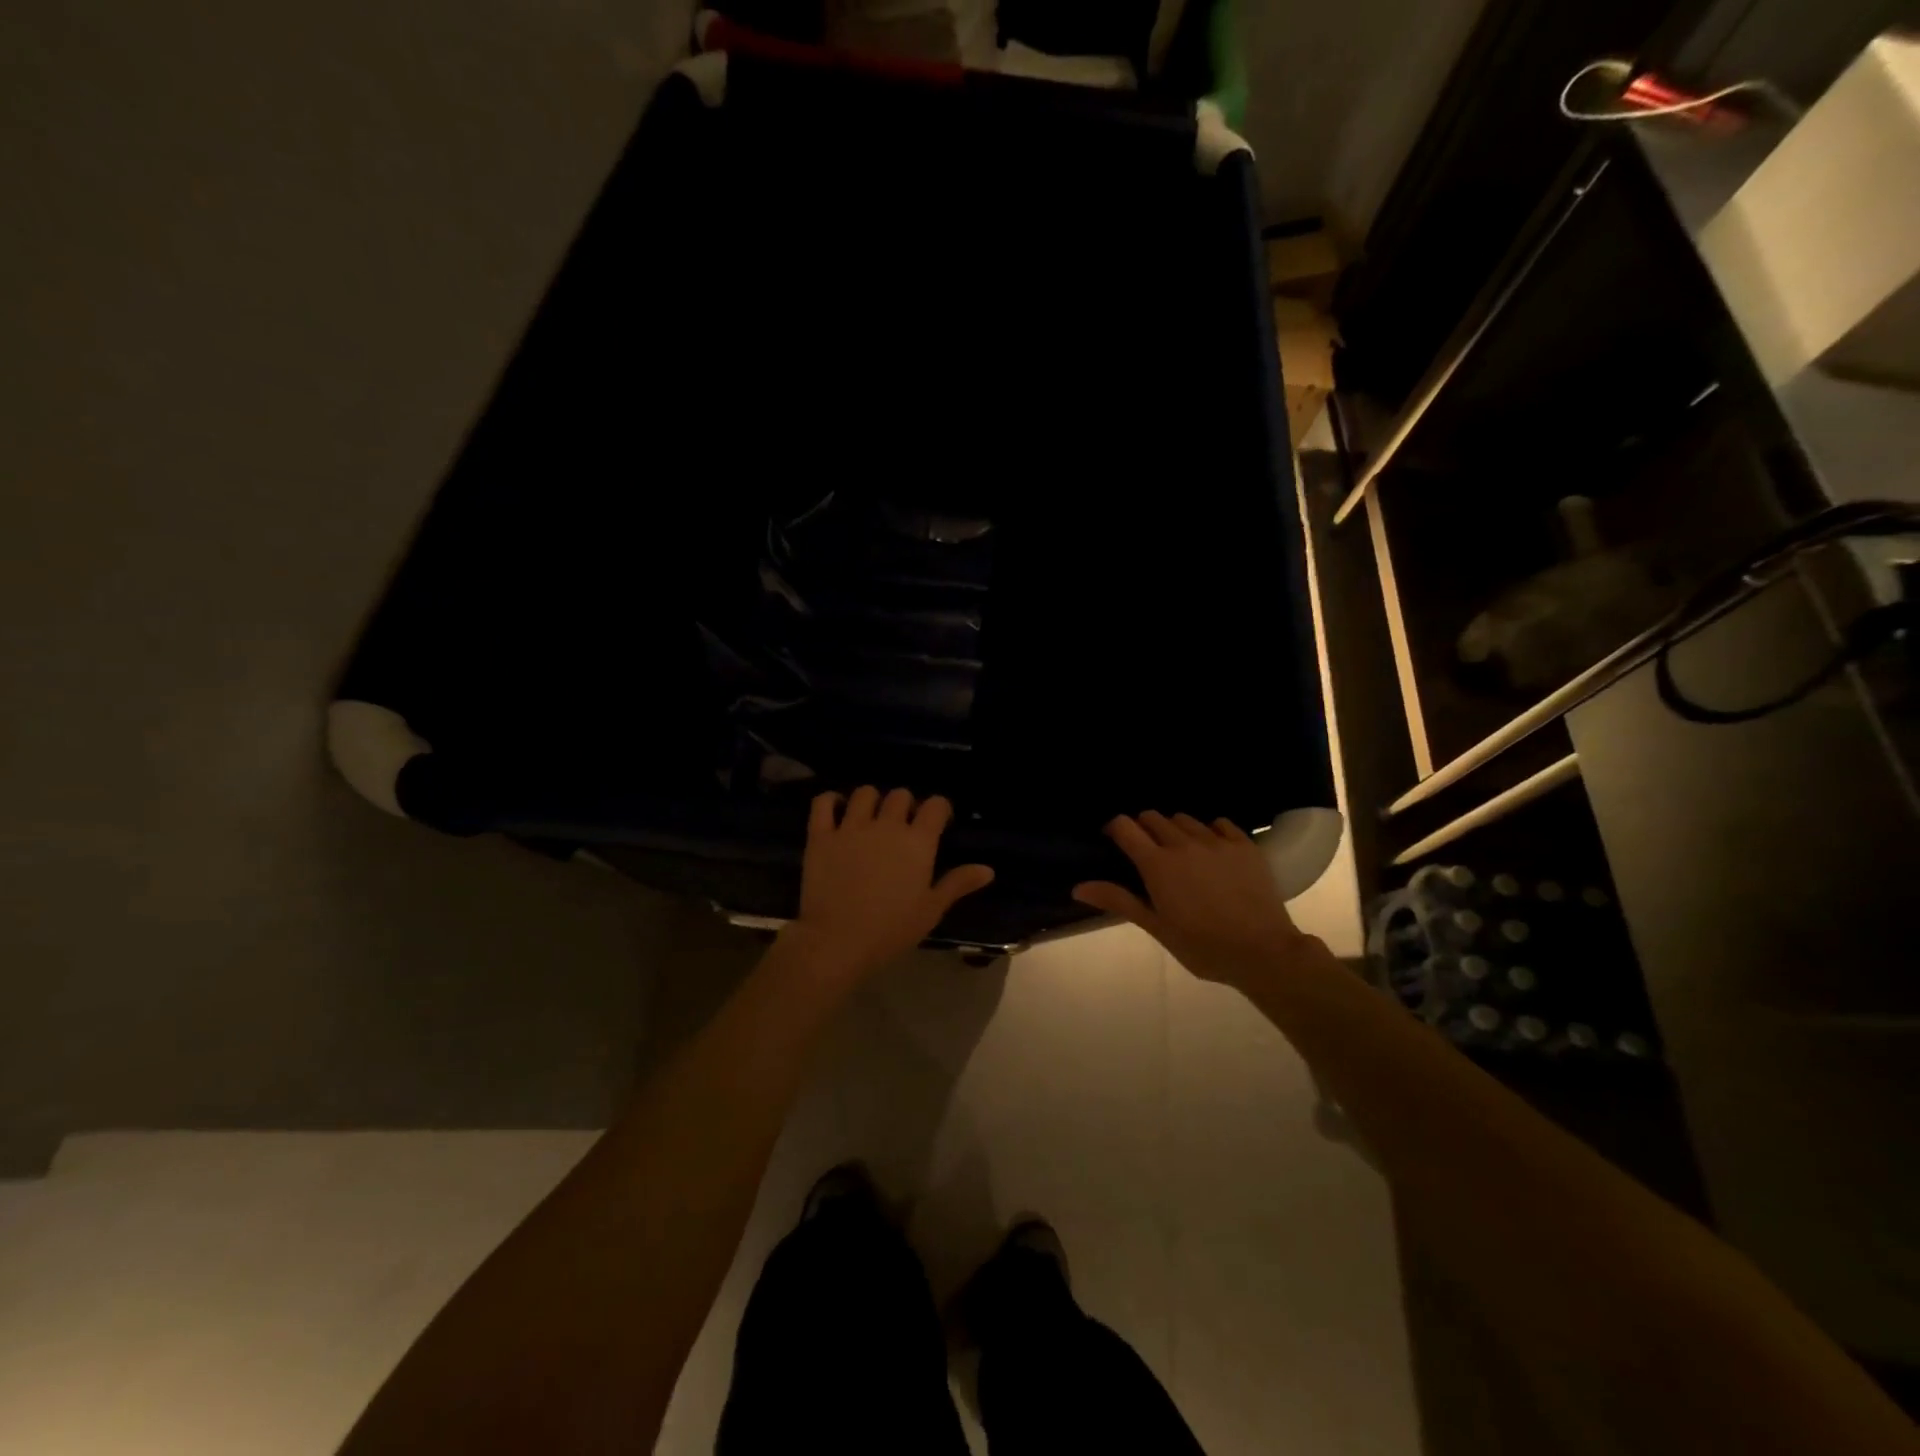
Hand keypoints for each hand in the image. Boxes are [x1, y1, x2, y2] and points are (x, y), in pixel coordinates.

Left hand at [783, 787, 994, 980]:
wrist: (837, 941)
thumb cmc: (891, 930)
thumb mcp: (931, 909)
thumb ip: (958, 883)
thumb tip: (988, 869)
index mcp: (917, 842)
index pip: (936, 805)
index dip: (940, 808)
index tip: (939, 822)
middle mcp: (886, 825)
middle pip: (900, 795)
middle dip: (906, 804)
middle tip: (904, 825)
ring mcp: (851, 827)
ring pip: (865, 793)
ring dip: (872, 800)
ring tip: (871, 817)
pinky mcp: (821, 835)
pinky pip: (823, 803)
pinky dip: (830, 801)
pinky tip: (836, 810)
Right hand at [1072, 812, 1308, 989]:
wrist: (1263, 952)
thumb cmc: (1202, 946)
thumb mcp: (1156, 927)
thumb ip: (1118, 900)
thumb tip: (1078, 887)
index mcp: (1157, 864)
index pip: (1125, 827)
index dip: (1115, 829)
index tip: (1114, 841)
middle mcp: (1183, 843)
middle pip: (1153, 817)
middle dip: (1144, 828)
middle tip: (1148, 853)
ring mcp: (1216, 841)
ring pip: (1185, 819)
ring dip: (1175, 830)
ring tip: (1181, 852)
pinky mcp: (1244, 844)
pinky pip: (1219, 823)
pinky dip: (1210, 831)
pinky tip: (1213, 851)